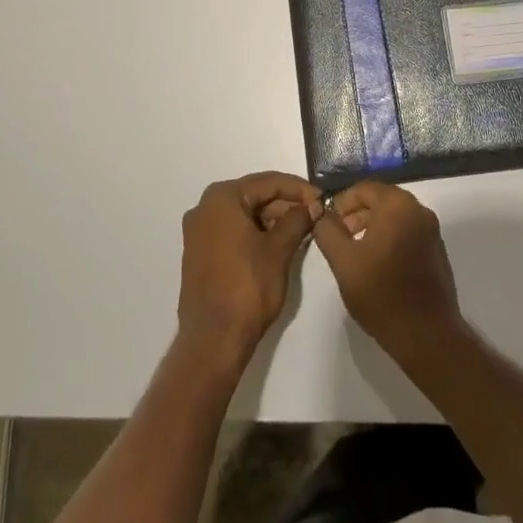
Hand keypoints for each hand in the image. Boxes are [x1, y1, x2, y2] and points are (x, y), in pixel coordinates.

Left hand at [177, 172, 321, 369]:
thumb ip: (297, 220)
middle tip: (315, 215)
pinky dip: (256, 233)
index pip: (268, 182)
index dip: (299, 189)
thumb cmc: (247, 288)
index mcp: (221, 198)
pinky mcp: (200, 253)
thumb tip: (312, 205)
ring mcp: (199, 231)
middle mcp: (204, 208)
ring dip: (272, 219)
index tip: (323, 199)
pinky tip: (279, 243)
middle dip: (285, 204)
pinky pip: (233, 231)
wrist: (213, 340)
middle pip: (254, 196)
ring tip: (302, 230)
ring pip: (244, 214)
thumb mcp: (279, 250)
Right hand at [312, 180, 462, 364]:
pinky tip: (378, 264)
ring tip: (355, 252)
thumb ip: (327, 231)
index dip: (341, 202)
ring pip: (395, 216)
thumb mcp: (343, 261)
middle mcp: (419, 210)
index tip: (328, 223)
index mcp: (398, 205)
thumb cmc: (381, 293)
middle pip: (381, 199)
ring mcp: (432, 231)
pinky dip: (390, 238)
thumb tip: (321, 214)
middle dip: (356, 214)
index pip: (364, 188)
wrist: (426, 334)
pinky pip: (408, 232)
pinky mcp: (437, 250)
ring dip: (372, 226)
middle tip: (339, 237)